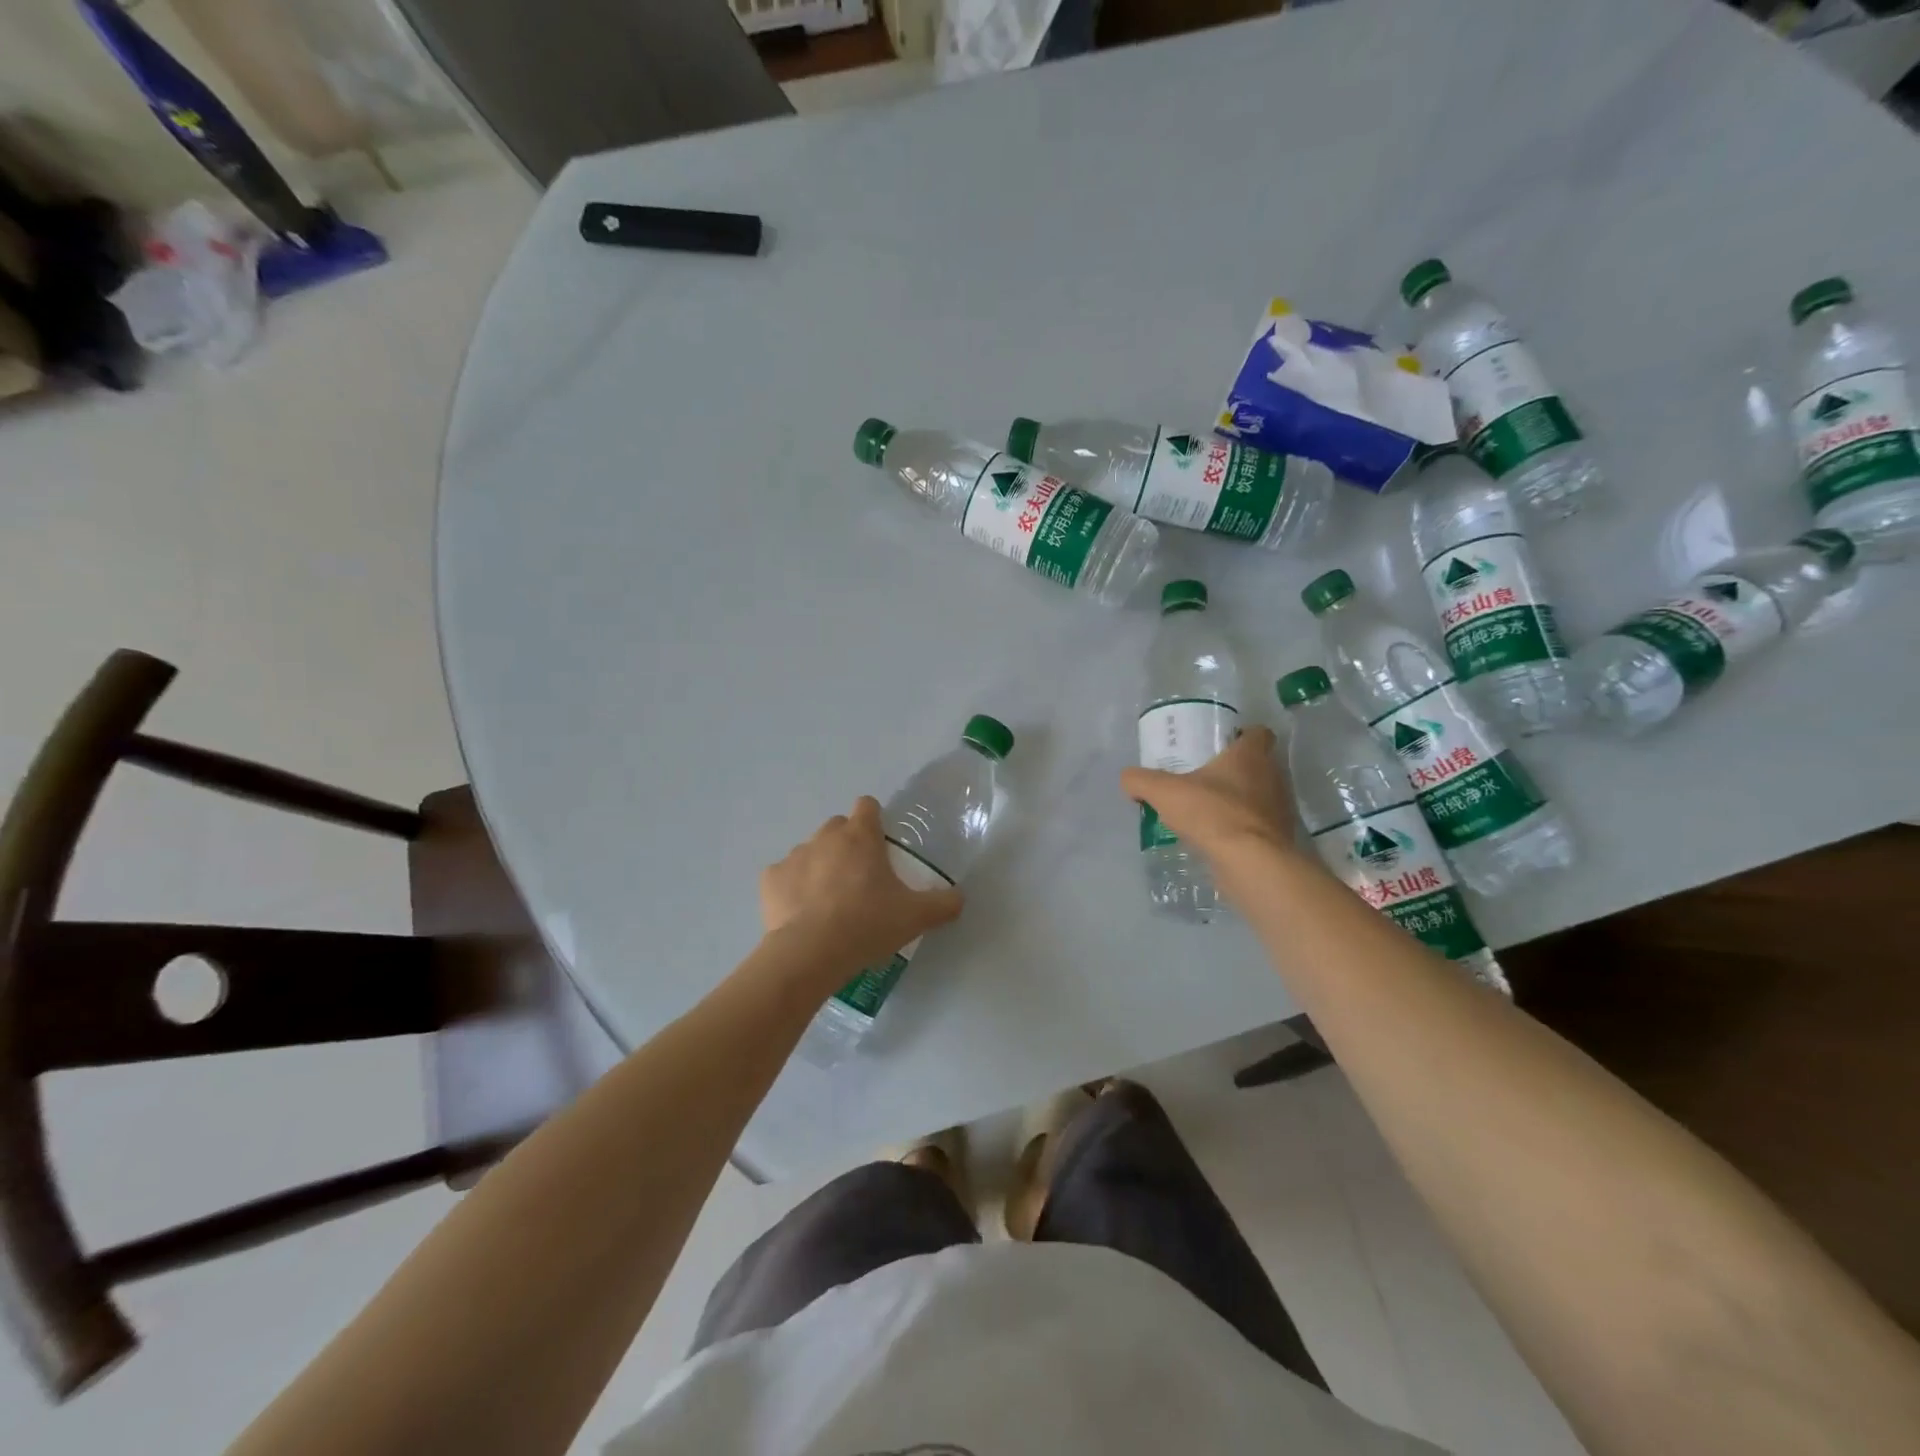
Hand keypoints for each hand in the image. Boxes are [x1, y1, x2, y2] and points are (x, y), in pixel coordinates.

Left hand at [760, 797, 964, 972]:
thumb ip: (943, 903)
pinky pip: (784, 877)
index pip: (867, 805)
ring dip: (820, 867)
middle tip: (860, 880)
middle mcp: (826, 836)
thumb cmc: (868, 924)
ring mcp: (794, 855)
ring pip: (810, 851)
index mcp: (861, 836)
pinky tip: (801, 914)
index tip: (880, 845)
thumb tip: (959, 898)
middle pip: (838, 828)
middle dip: (847, 845)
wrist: (811, 953)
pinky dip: (792, 889)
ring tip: (829, 903)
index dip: (874, 820)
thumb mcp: (916, 916)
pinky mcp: (770, 879)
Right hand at [1120, 727, 1294, 859]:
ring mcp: (1280, 808)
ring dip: (1239, 801)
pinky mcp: (1280, 837)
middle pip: (1258, 765)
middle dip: (1235, 771)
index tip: (1221, 745)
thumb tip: (1128, 779)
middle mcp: (1273, 776)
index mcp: (1251, 755)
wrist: (1250, 863)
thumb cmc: (1212, 813)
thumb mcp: (1164, 792)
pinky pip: (1259, 825)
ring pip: (1259, 796)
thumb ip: (1141, 780)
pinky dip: (1243, 828)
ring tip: (1209, 810)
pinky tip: (1219, 837)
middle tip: (1205, 779)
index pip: (1259, 733)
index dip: (1242, 735)